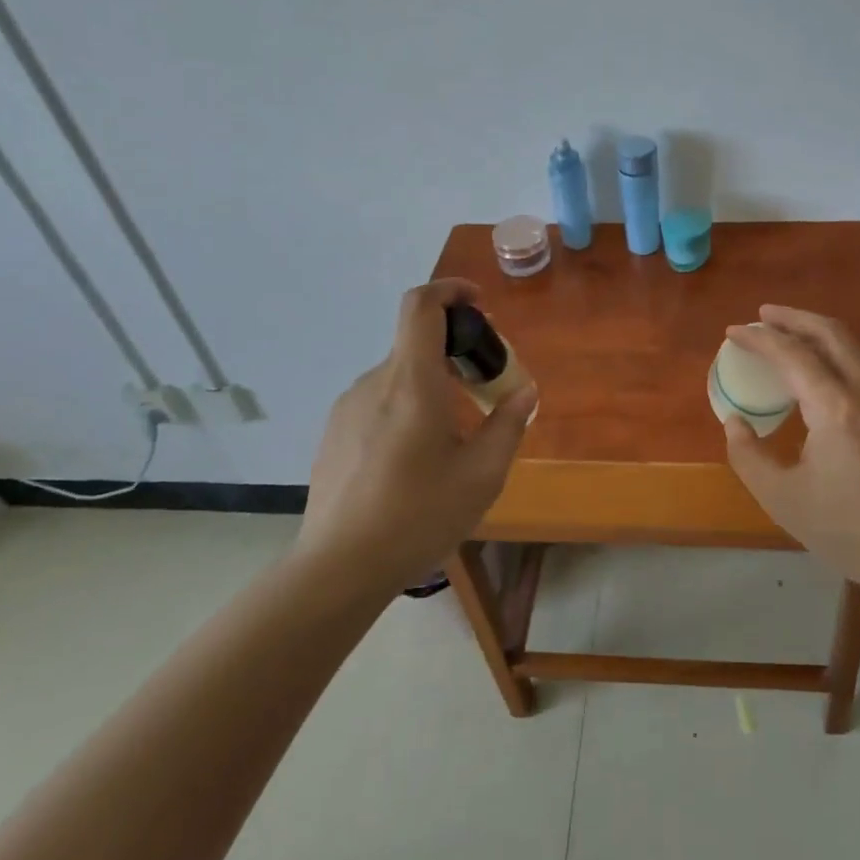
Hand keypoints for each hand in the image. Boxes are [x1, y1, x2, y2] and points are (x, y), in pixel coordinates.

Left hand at [296, 279, 537, 591]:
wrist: (338, 569)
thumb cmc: (418, 516)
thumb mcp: (482, 475)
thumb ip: (508, 424)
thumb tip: (525, 392)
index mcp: (411, 382)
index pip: (421, 306)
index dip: (450, 291)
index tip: (478, 305)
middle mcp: (375, 383)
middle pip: (416, 343)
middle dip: (455, 352)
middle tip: (485, 388)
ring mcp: (347, 408)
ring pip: (399, 376)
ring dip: (431, 384)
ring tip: (454, 434)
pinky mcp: (334, 434)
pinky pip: (378, 402)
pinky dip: (406, 407)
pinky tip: (416, 458)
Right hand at [722, 306, 859, 600]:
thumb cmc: (851, 533)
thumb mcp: (783, 500)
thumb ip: (747, 455)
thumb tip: (736, 421)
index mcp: (838, 409)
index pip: (792, 354)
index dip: (759, 338)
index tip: (735, 332)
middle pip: (831, 333)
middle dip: (794, 317)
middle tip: (765, 315)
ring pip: (859, 353)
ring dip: (822, 340)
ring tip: (795, 345)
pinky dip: (848, 372)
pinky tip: (837, 395)